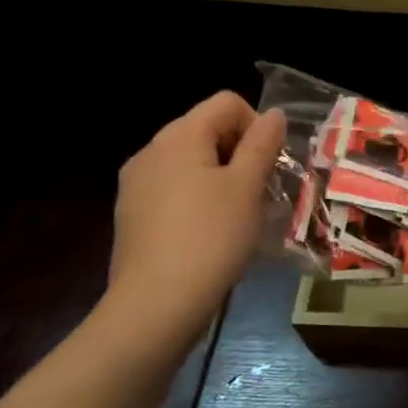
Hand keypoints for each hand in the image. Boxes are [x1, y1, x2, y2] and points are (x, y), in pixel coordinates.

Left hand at [106, 92, 285, 336]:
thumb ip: (262, 144)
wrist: (156, 304)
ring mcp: (136, 184)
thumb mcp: (247, 187)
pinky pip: (175, 189)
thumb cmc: (211, 237)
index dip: (257, 125)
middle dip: (242, 152)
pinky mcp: (133, 214)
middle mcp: (151, 151)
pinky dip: (200, 198)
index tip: (270, 164)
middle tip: (262, 191)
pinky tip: (212, 233)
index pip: (226, 103)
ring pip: (192, 162)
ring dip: (223, 177)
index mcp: (178, 137)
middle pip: (207, 130)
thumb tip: (274, 114)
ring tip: (240, 215)